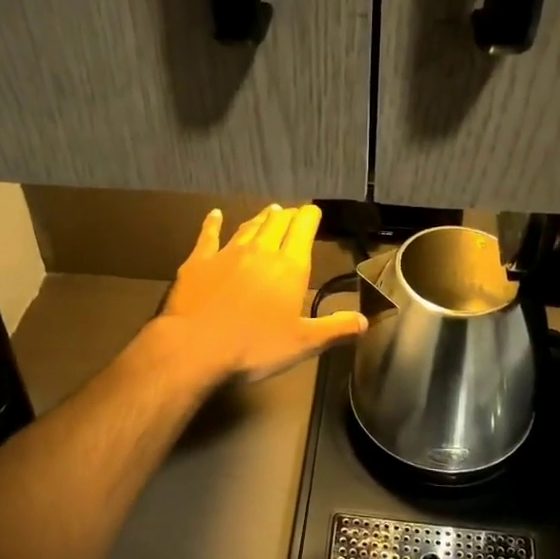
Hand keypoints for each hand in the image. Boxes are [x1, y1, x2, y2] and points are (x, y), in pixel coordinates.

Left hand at [159, 203, 366, 384]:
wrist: (195, 347)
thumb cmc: (254, 347)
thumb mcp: (302, 343)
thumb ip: (334, 329)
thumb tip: (364, 320)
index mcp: (289, 267)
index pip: (303, 230)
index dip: (310, 217)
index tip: (313, 211)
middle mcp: (260, 252)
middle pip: (276, 224)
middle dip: (287, 216)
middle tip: (292, 213)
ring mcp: (227, 254)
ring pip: (248, 227)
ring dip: (260, 218)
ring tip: (269, 211)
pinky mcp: (198, 262)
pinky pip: (208, 236)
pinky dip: (213, 223)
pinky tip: (214, 214)